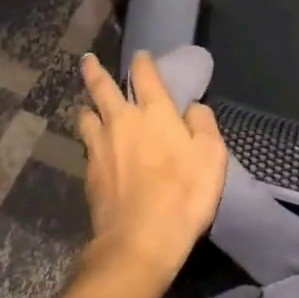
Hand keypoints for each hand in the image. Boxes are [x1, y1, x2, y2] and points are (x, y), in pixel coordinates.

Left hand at [76, 51, 227, 291]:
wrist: (139, 241)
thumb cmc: (184, 194)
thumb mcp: (212, 156)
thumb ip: (204, 124)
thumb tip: (193, 107)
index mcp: (154, 111)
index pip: (145, 74)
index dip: (143, 61)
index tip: (141, 55)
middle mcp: (122, 120)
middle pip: (102, 86)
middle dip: (95, 71)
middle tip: (88, 60)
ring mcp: (101, 146)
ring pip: (86, 115)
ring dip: (88, 107)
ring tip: (88, 107)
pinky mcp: (89, 173)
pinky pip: (86, 147)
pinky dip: (89, 141)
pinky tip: (92, 148)